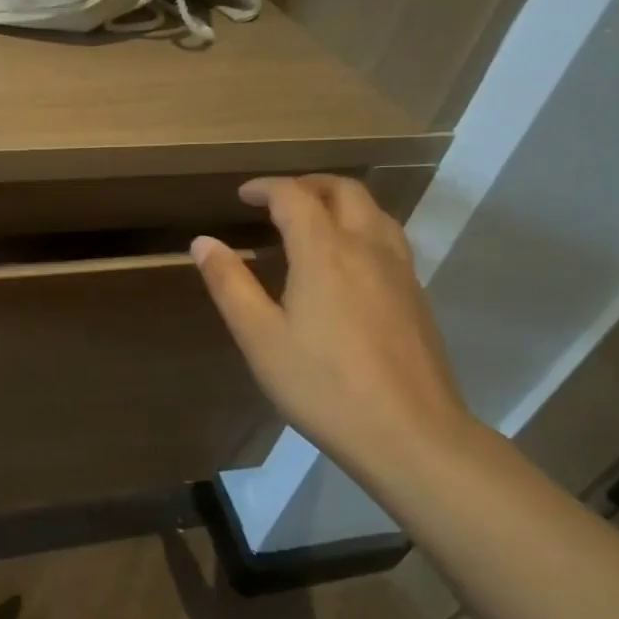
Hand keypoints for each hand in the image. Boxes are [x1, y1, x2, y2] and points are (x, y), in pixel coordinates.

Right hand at [191, 175, 477, 475]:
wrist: (410, 434)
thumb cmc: (323, 385)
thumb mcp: (260, 338)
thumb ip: (230, 284)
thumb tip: (203, 242)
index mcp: (325, 251)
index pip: (294, 196)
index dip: (266, 188)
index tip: (243, 195)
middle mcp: (367, 247)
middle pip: (344, 190)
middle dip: (307, 184)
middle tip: (277, 199)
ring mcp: (399, 270)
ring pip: (373, 211)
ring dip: (339, 202)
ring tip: (311, 221)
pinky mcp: (416, 295)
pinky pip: (388, 237)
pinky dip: (360, 226)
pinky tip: (344, 261)